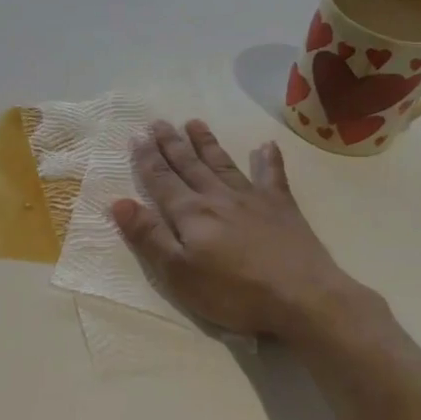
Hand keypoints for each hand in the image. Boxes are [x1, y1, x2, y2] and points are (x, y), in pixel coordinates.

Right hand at [111, 119, 379, 345]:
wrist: (302, 297)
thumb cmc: (233, 292)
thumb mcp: (179, 273)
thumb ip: (149, 236)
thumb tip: (118, 202)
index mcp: (190, 213)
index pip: (161, 180)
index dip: (146, 159)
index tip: (136, 136)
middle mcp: (217, 197)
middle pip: (189, 165)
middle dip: (171, 143)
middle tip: (158, 122)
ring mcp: (252, 199)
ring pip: (223, 163)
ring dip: (206, 143)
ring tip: (194, 122)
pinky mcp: (281, 208)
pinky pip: (272, 176)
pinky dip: (269, 160)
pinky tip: (266, 145)